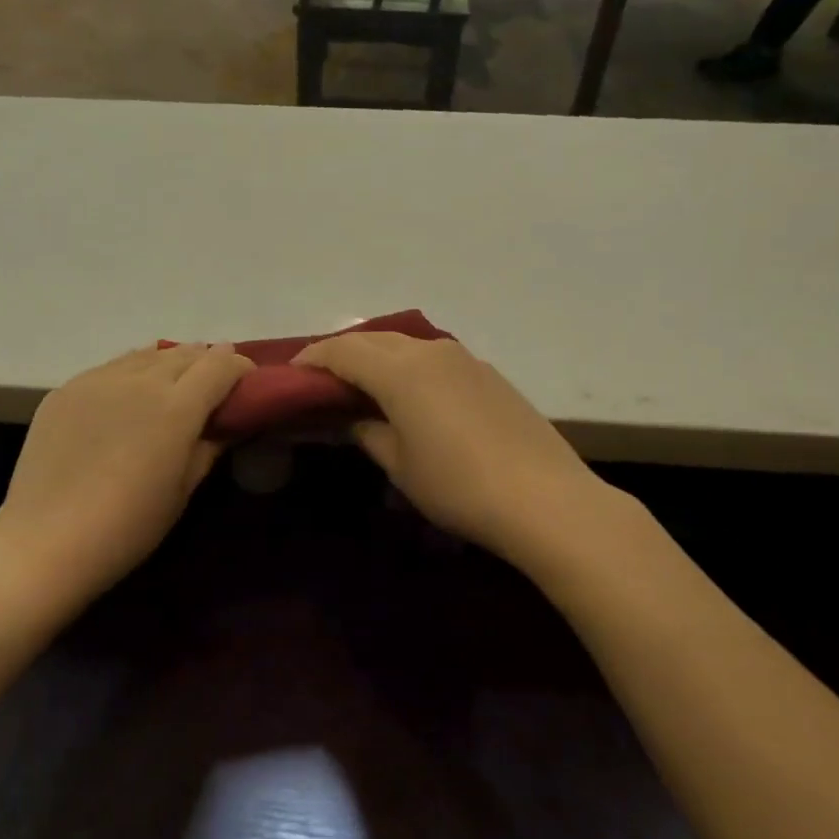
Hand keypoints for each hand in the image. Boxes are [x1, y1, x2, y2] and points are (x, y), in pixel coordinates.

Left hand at [0, 344, 252, 606]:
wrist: (46, 541)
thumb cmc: (128, 526)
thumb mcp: (183, 489)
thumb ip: (209, 446)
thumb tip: (226, 424)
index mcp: (176, 406)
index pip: (219, 365)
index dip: (239, 366)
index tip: (247, 381)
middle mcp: (139, 380)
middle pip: (184, 354)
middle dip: (206, 362)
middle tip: (215, 382)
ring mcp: (97, 380)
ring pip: (145, 355)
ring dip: (169, 362)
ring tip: (175, 382)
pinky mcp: (65, 389)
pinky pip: (110, 368)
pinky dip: (132, 372)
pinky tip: (130, 394)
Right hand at [293, 334, 612, 564]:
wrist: (545, 499)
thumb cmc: (457, 486)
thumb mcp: (399, 465)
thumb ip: (367, 432)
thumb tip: (351, 419)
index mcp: (400, 370)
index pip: (342, 350)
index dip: (313, 359)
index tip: (293, 375)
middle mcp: (430, 351)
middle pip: (374, 339)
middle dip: (343, 353)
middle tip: (323, 380)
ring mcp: (465, 358)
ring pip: (406, 345)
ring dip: (378, 357)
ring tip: (363, 385)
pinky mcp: (489, 374)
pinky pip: (435, 358)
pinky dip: (409, 367)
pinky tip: (411, 395)